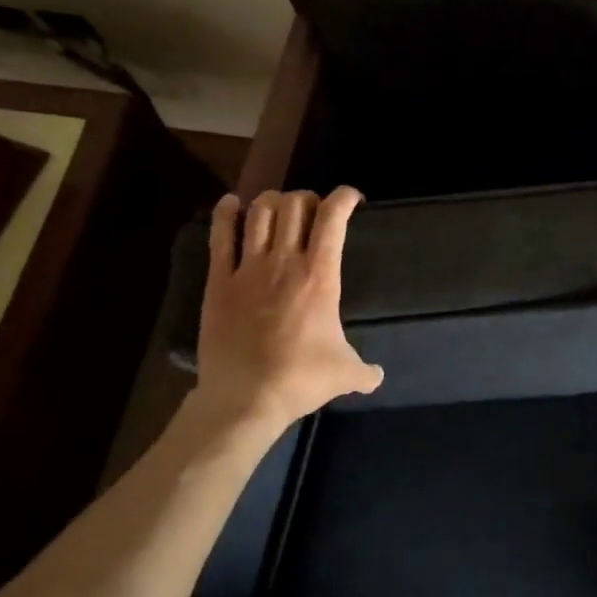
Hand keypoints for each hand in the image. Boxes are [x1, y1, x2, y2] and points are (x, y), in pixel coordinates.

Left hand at [193, 188, 383, 433]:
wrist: (245, 399)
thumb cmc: (300, 379)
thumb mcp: (345, 373)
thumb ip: (365, 370)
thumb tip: (378, 377)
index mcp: (320, 275)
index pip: (333, 217)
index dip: (344, 197)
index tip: (352, 199)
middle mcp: (285, 261)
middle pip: (295, 205)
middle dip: (308, 199)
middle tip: (313, 211)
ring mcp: (249, 269)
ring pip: (259, 212)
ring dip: (272, 201)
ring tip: (278, 208)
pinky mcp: (219, 282)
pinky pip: (220, 236)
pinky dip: (225, 213)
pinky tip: (231, 204)